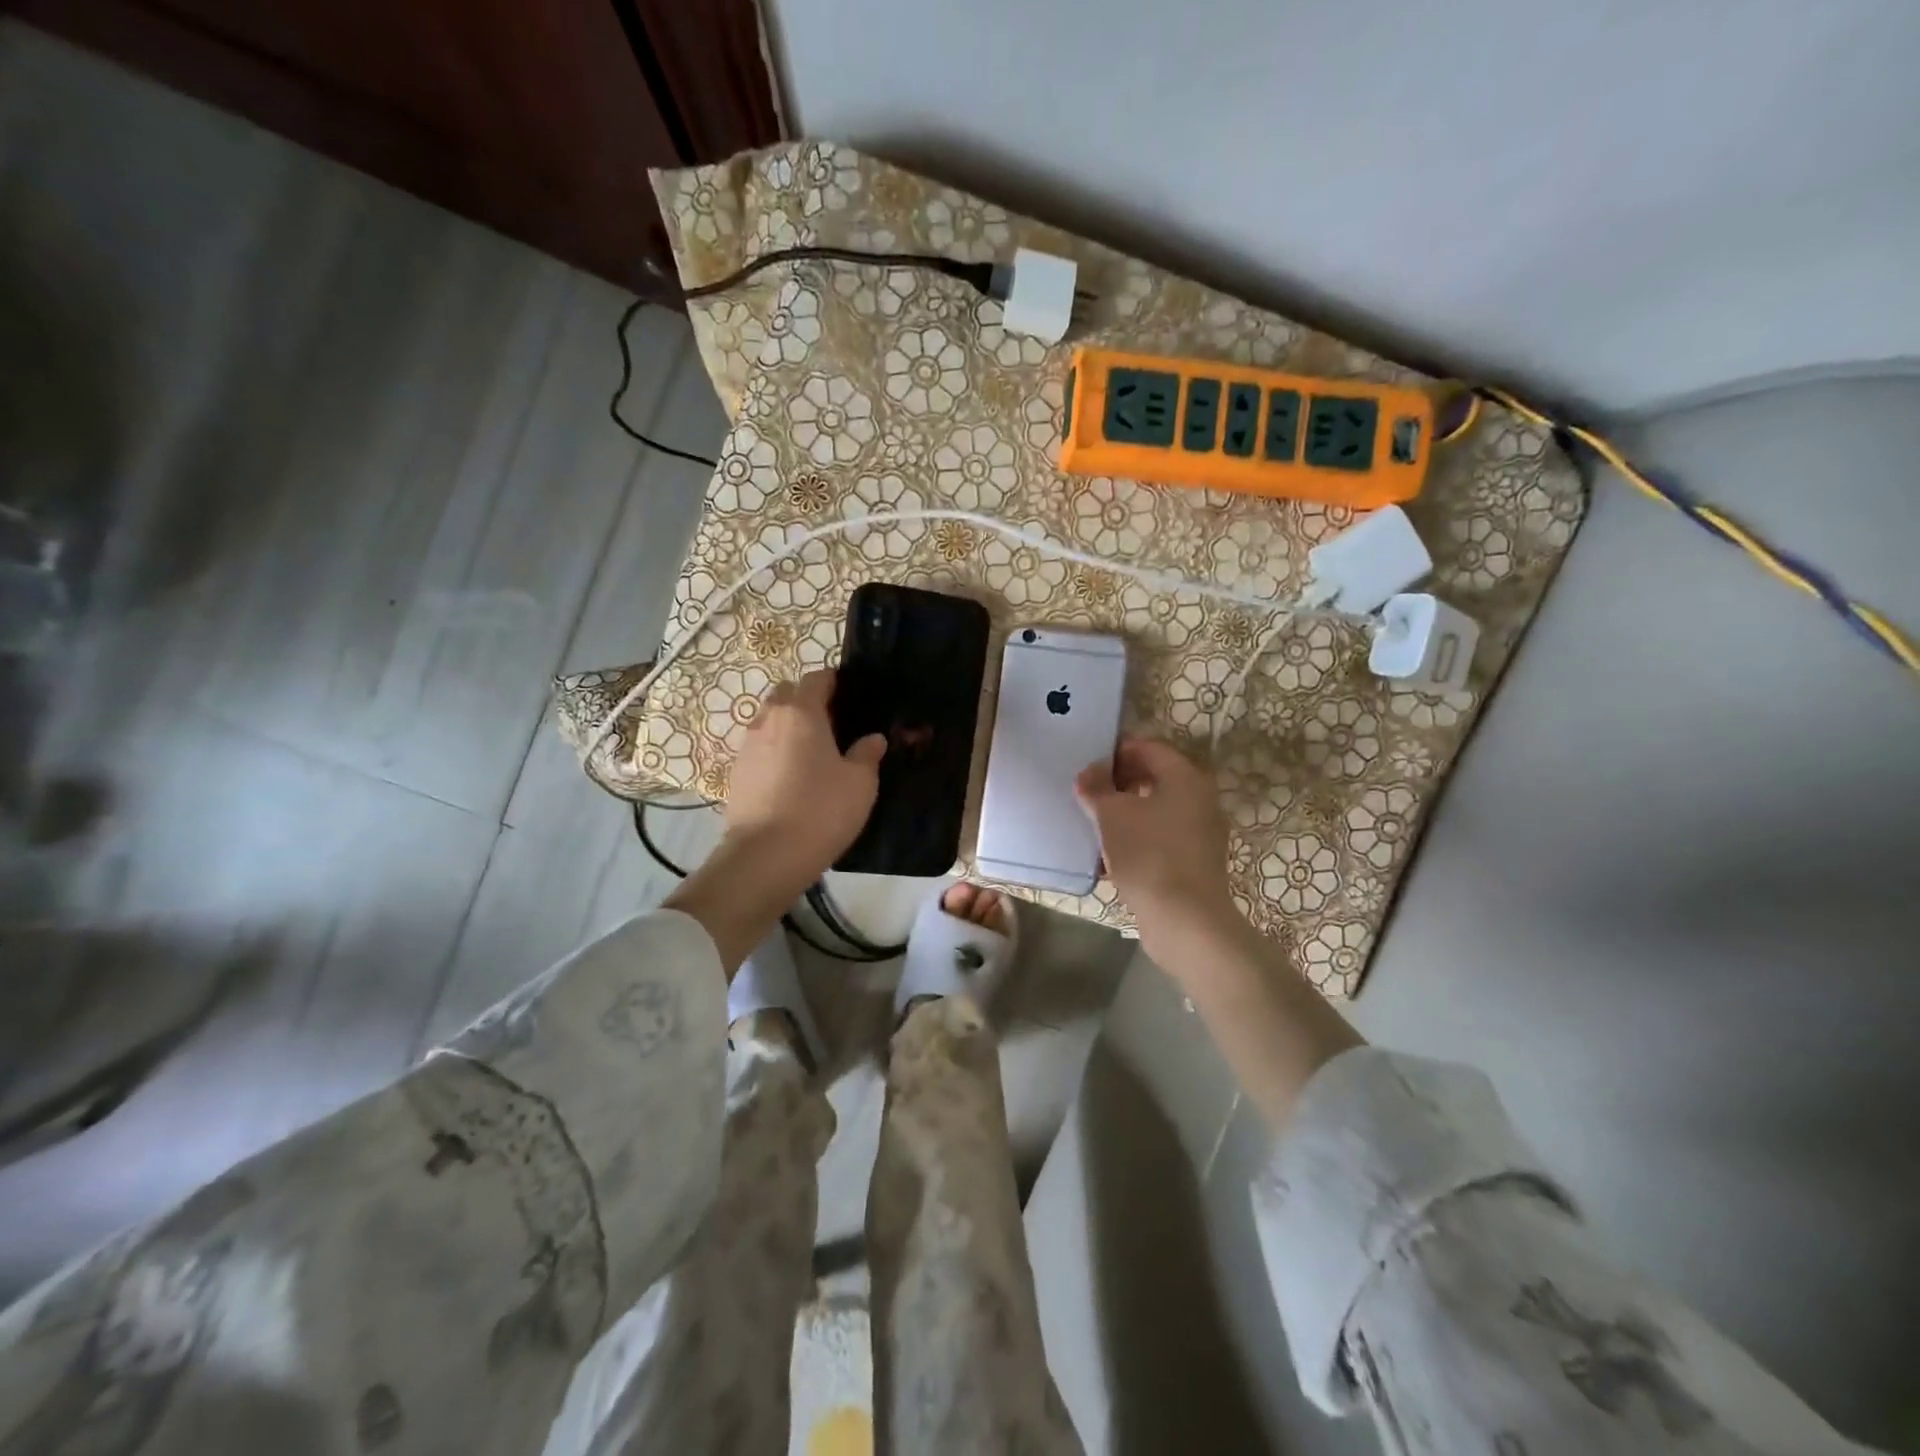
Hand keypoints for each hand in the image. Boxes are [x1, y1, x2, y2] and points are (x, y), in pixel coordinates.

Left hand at [725, 669, 885, 880]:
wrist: (766, 855)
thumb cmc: (821, 809)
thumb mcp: (860, 783)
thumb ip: (867, 754)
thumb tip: (873, 738)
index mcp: (802, 712)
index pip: (816, 678)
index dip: (834, 681)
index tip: (850, 695)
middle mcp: (769, 719)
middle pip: (786, 694)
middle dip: (806, 700)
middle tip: (831, 725)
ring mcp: (747, 746)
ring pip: (769, 721)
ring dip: (787, 727)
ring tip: (810, 754)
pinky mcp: (735, 773)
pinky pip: (759, 749)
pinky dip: (774, 753)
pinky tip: (790, 779)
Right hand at [1076, 736, 1236, 946]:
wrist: (1185, 920)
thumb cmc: (1149, 855)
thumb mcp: (1112, 815)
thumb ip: (1097, 787)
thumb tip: (1089, 772)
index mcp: (1186, 777)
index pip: (1148, 748)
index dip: (1116, 753)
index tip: (1087, 767)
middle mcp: (1200, 798)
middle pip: (1154, 777)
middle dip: (1118, 784)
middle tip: (1088, 795)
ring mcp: (1200, 832)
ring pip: (1155, 810)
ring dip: (1125, 813)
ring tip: (1093, 824)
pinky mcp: (1194, 861)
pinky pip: (1160, 837)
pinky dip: (1136, 838)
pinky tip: (1109, 855)